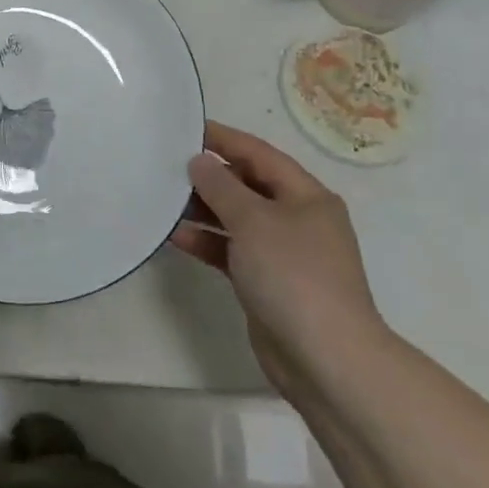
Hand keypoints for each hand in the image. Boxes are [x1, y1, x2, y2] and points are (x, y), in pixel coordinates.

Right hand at [171, 122, 387, 397]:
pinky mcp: (267, 282)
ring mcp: (283, 253)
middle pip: (247, 185)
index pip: (259, 154)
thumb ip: (221, 187)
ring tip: (163, 199)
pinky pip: (231, 250)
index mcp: (305, 195)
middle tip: (166, 165)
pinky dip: (207, 241)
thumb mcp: (253, 221)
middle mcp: (297, 218)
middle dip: (209, 176)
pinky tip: (175, 236)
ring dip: (203, 209)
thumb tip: (200, 161)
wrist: (326, 359)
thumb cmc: (293, 275)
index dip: (223, 139)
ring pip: (236, 219)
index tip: (186, 128)